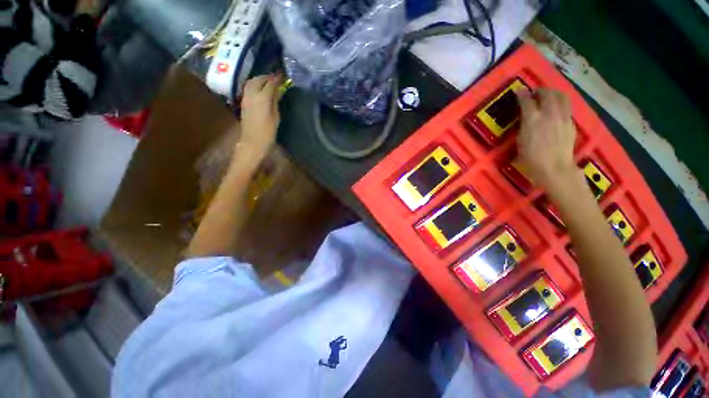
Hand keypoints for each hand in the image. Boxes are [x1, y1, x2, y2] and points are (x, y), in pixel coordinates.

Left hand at [238, 74, 283, 157]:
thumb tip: (278, 90)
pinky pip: (249, 88)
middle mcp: (252, 94)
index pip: (270, 83)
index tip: (283, 76)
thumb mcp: (275, 117)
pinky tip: (261, 88)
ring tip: (269, 81)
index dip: (277, 79)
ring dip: (260, 79)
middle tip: (276, 78)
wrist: (252, 142)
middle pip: (258, 79)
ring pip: (251, 82)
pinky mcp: (243, 102)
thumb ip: (275, 101)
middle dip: (267, 76)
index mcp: (262, 98)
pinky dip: (255, 84)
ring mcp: (246, 98)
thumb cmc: (268, 133)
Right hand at [516, 88, 577, 190]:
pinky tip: (556, 109)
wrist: (554, 168)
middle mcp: (549, 114)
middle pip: (547, 94)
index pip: (527, 101)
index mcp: (532, 120)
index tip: (519, 91)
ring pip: (561, 97)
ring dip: (553, 93)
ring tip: (548, 96)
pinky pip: (566, 107)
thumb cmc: (531, 158)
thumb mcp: (520, 141)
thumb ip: (524, 126)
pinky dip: (560, 104)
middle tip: (535, 92)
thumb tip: (526, 118)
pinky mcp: (570, 123)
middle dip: (540, 90)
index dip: (522, 94)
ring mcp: (562, 118)